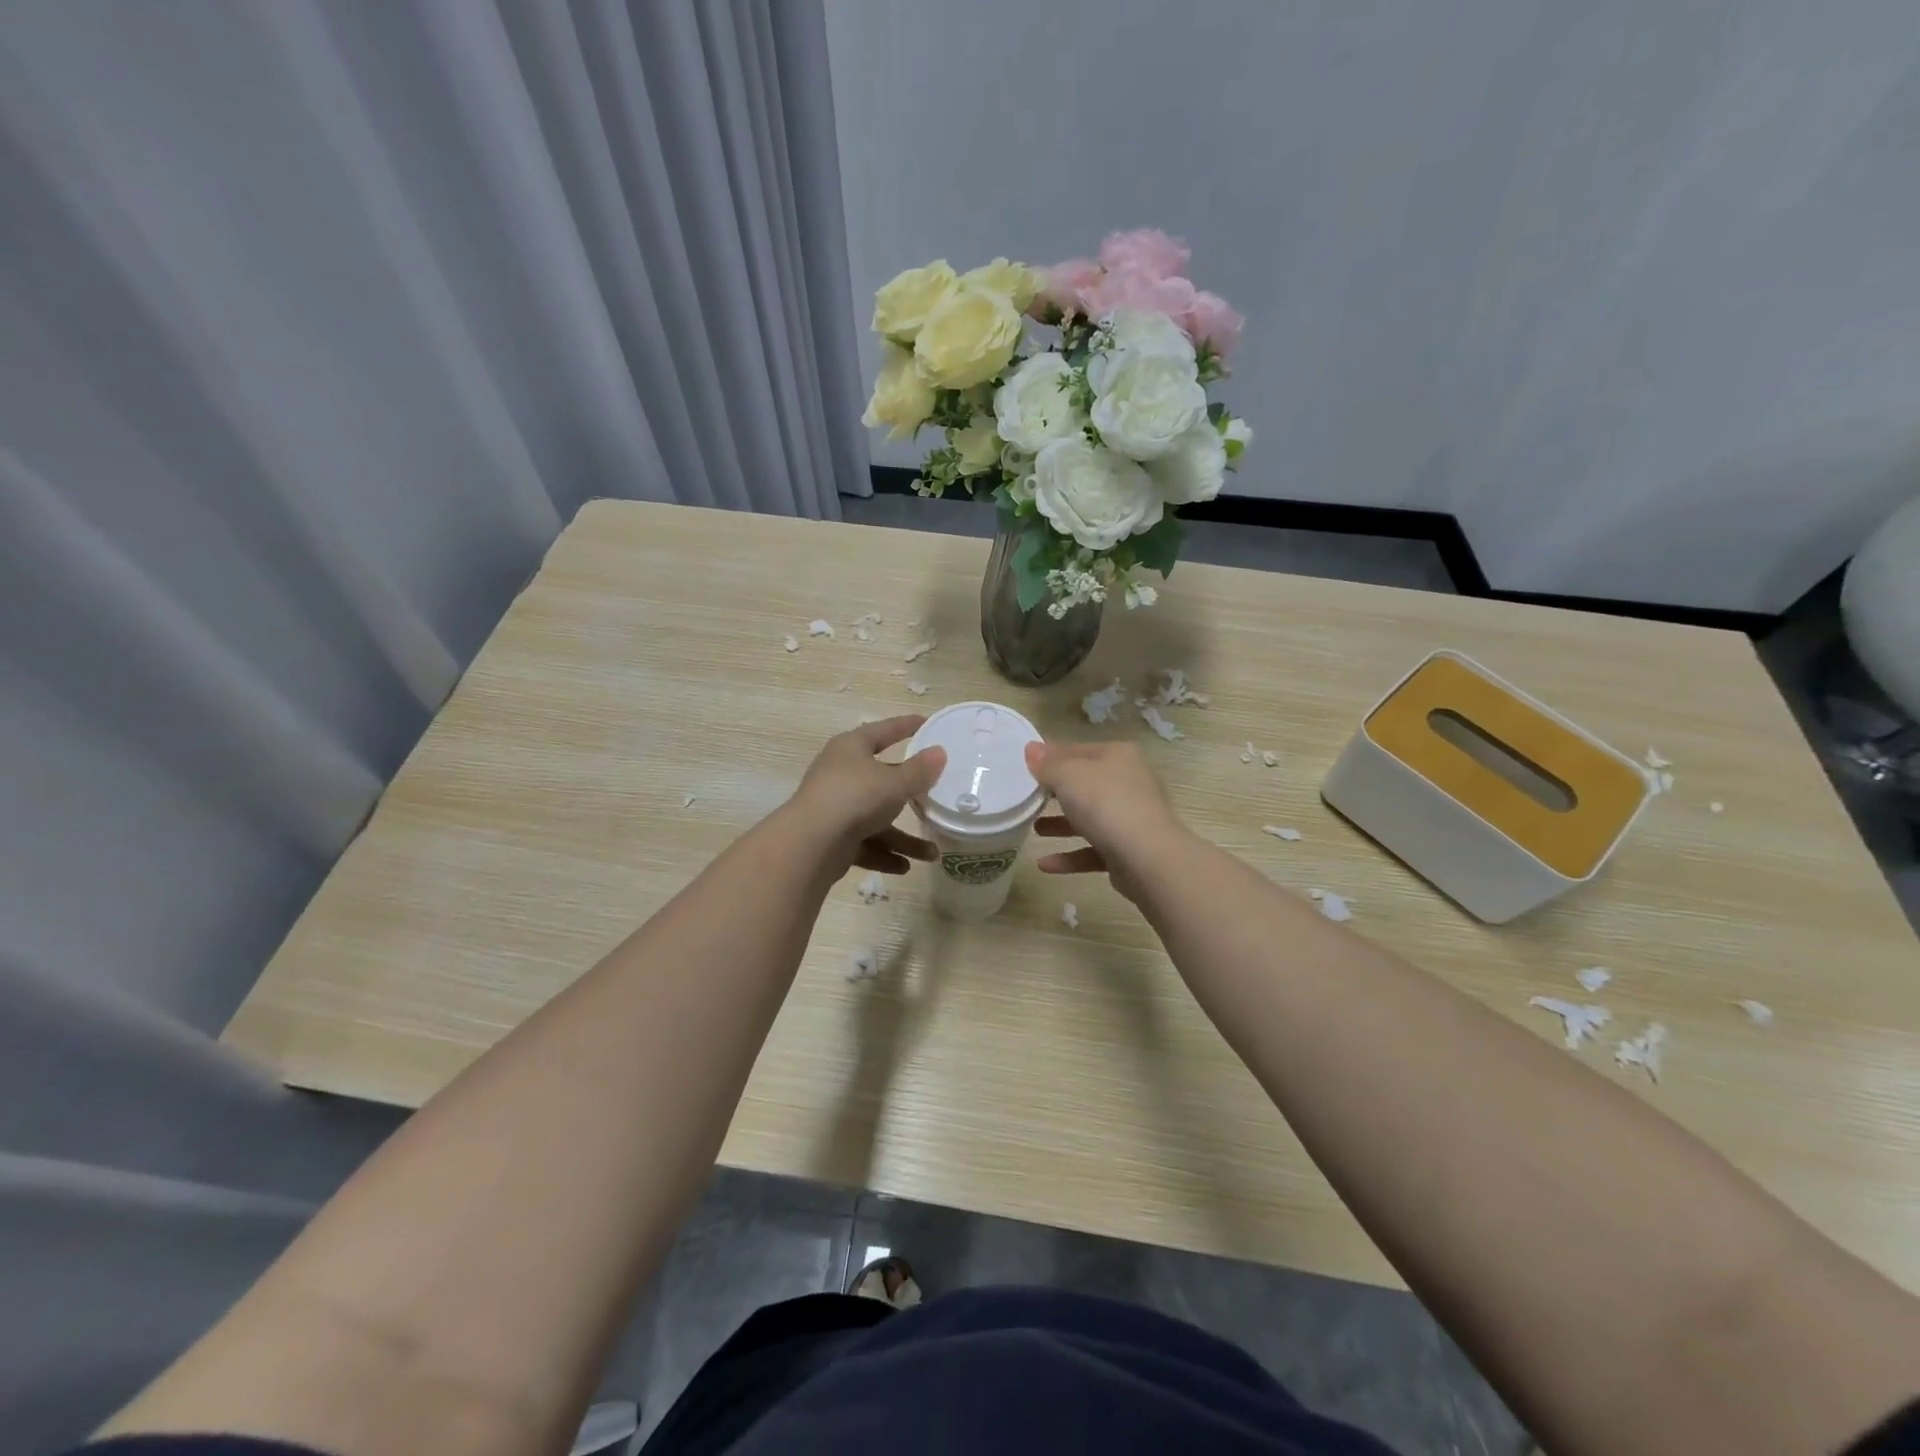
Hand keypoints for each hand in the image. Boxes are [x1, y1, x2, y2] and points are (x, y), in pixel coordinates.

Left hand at [790, 717, 946, 876]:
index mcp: (851, 748)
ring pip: (876, 819)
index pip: (883, 731)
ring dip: (902, 838)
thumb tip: (939, 753)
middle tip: (934, 794)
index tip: (927, 723)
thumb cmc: (855, 798)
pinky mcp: (831, 838)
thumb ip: (919, 771)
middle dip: (908, 792)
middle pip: (881, 779)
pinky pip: (864, 844)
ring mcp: (835, 808)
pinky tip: (904, 867)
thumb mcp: (895, 783)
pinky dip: (884, 854)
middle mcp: (841, 774)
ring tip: (931, 854)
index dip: (905, 726)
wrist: (810, 844)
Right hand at [1024, 740, 1187, 904]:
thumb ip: (1047, 765)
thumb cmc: (1105, 803)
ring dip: (1061, 825)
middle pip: (1085, 785)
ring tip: (1034, 830)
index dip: (1050, 757)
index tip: (1025, 768)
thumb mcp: (1068, 776)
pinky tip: (1044, 865)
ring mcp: (1131, 819)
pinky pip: (1093, 850)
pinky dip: (1070, 856)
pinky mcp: (1128, 851)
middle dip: (1056, 793)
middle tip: (1028, 799)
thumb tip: (1031, 749)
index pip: (1077, 750)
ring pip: (1090, 818)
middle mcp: (1129, 783)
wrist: (1148, 858)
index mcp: (1118, 756)